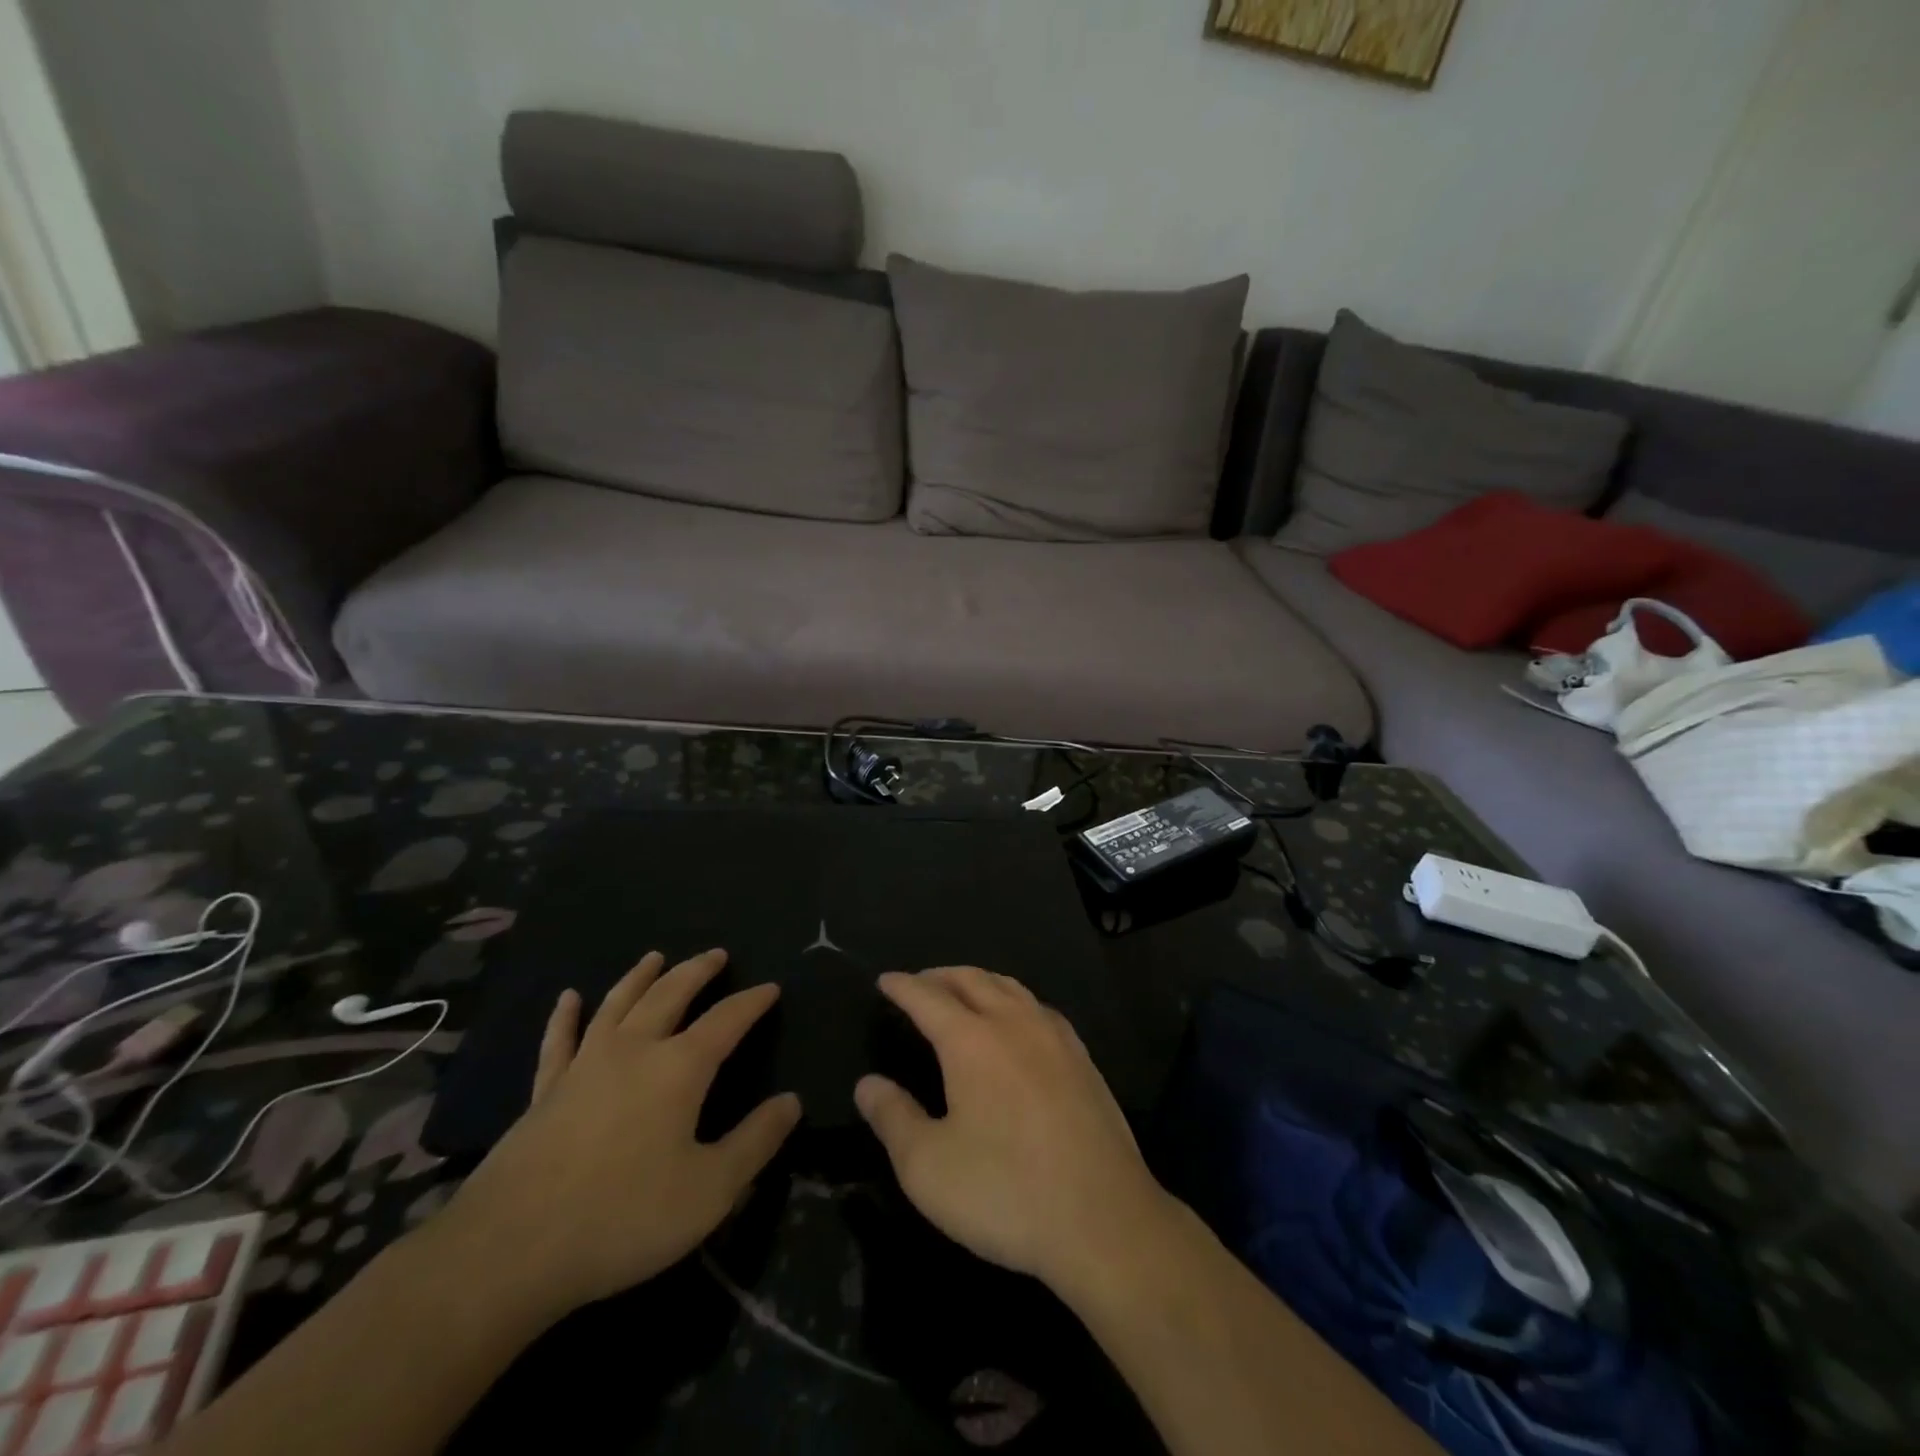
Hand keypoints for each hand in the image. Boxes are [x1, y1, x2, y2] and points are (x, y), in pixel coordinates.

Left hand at [434, 950, 801, 1319]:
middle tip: (716, 954)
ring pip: (618, 1004)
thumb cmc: (623, 1217)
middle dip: (697, 971)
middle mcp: (634, 1050)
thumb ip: (756, 1142)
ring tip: (655, 956)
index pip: (727, 1020)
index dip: (752, 1002)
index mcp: (679, 1068)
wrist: (511, 1250)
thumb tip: (792, 1101)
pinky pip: (559, 1041)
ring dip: (640, 977)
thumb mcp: (710, 1190)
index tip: (771, 987)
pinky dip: (566, 1017)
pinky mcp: (545, 1091)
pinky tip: (569, 998)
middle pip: (671, 994)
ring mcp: (584, 1066)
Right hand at [854, 968, 1178, 1300]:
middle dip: (939, 976)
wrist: (1104, 1219)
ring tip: (961, 992)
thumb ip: (893, 1118)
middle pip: (972, 980)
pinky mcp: (1082, 1058)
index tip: (884, 980)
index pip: (927, 997)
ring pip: (1010, 987)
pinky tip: (1016, 1022)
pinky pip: (1038, 1007)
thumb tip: (867, 1084)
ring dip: (978, 981)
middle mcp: (1014, 1022)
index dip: (902, 986)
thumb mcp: (928, 1167)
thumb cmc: (1005, 1192)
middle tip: (918, 983)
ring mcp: (1054, 1036)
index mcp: (971, 1040)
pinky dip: (1013, 1000)